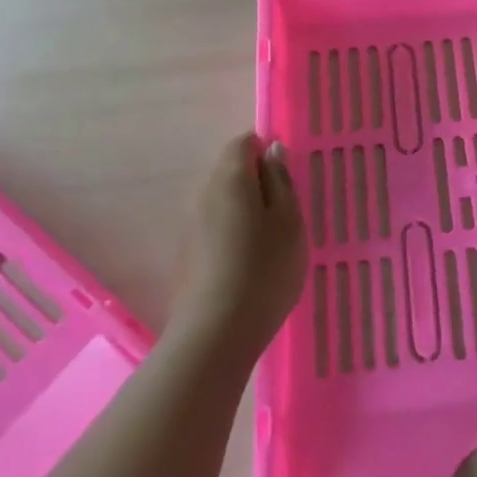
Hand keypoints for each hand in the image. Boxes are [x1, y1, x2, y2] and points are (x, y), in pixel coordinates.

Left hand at [173, 133, 306, 359]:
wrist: (216, 334)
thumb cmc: (265, 270)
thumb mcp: (290, 221)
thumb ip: (281, 181)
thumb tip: (272, 150)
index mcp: (230, 179)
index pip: (243, 142)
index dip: (266, 150)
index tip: (288, 175)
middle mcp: (203, 194)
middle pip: (230, 171)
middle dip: (257, 181)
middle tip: (287, 211)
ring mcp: (190, 226)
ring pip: (222, 201)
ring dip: (246, 209)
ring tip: (272, 240)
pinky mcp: (187, 255)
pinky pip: (214, 228)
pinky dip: (233, 233)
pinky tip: (250, 263)